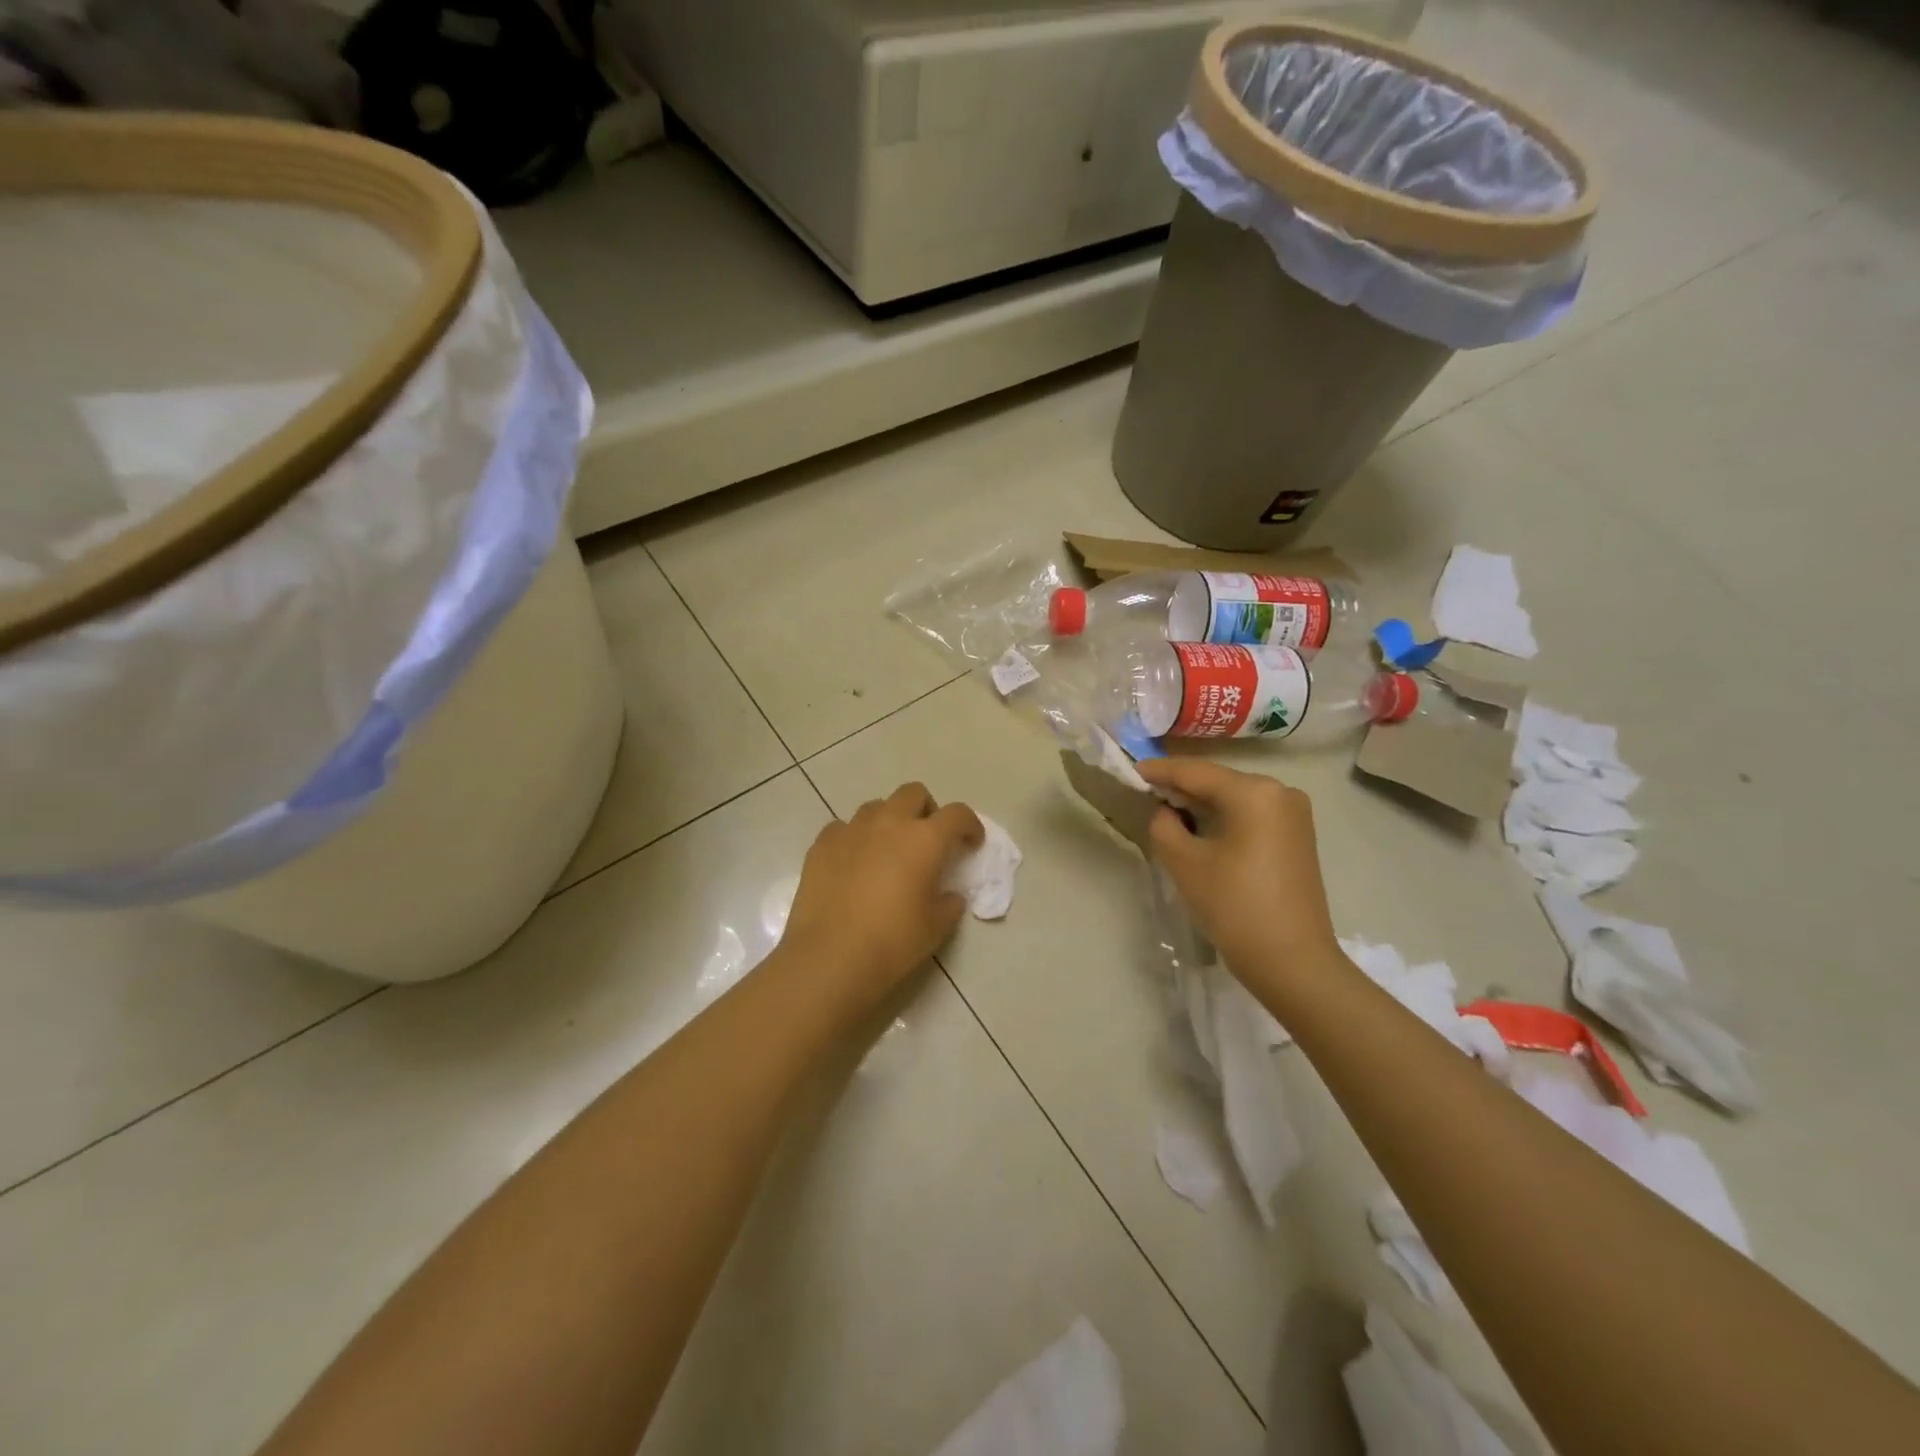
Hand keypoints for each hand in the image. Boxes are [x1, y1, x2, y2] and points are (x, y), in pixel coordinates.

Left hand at [777, 782, 983, 1016]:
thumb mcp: (936, 927)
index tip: (971, 843)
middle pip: (913, 794)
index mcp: (925, 839)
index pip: (958, 814)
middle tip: (927, 840)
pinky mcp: (822, 844)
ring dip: (889, 822)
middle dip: (926, 810)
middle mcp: (889, 823)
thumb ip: (949, 903)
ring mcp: (852, 829)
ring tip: (888, 852)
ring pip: (877, 807)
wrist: (830, 957)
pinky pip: (843, 828)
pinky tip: (853, 865)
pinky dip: (855, 839)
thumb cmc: (893, 942)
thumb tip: (948, 895)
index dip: (970, 825)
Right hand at [1138, 758, 1341, 991]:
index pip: (1196, 773)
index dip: (1161, 771)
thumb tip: (1166, 812)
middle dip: (1183, 786)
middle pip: (1219, 782)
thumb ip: (1164, 825)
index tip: (1133, 769)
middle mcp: (1280, 792)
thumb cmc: (1235, 907)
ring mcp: (1294, 815)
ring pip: (1235, 798)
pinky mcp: (1298, 837)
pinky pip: (1251, 815)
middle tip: (1147, 788)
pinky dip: (1224, 817)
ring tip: (1167, 806)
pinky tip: (1200, 825)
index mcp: (1254, 793)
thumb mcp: (1185, 863)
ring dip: (1203, 803)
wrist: (1293, 962)